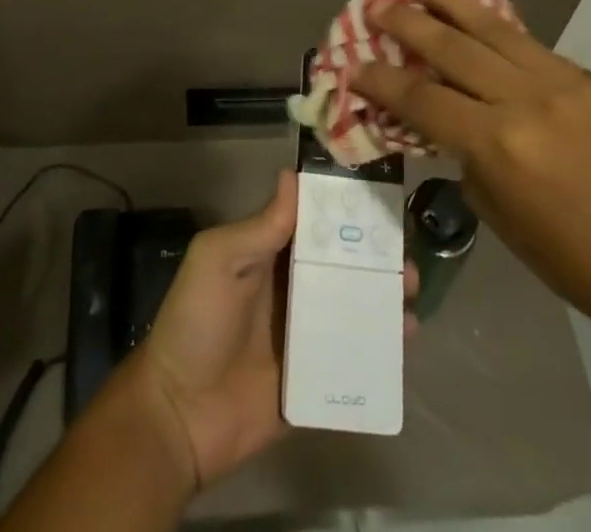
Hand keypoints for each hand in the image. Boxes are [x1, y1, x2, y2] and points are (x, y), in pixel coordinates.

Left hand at [123, 170, 419, 489]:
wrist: (179, 414)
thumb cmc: (197, 322)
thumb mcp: (219, 260)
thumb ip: (261, 226)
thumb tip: (293, 174)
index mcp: (270, 254)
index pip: (314, 224)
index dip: (345, 211)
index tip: (381, 200)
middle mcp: (293, 288)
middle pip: (343, 265)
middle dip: (376, 256)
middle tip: (406, 253)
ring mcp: (307, 335)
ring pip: (355, 307)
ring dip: (385, 296)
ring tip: (411, 290)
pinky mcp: (317, 378)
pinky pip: (355, 357)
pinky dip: (383, 346)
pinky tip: (407, 338)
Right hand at [355, 0, 590, 317]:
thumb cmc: (561, 254)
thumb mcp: (492, 206)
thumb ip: (461, 148)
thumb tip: (437, 111)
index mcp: (497, 143)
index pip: (422, 97)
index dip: (381, 79)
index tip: (355, 64)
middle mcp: (527, 100)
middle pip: (451, 47)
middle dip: (407, 23)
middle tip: (378, 5)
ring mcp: (564, 82)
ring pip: (494, 27)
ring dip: (451, 1)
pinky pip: (533, 47)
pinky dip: (498, 32)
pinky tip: (479, 19)